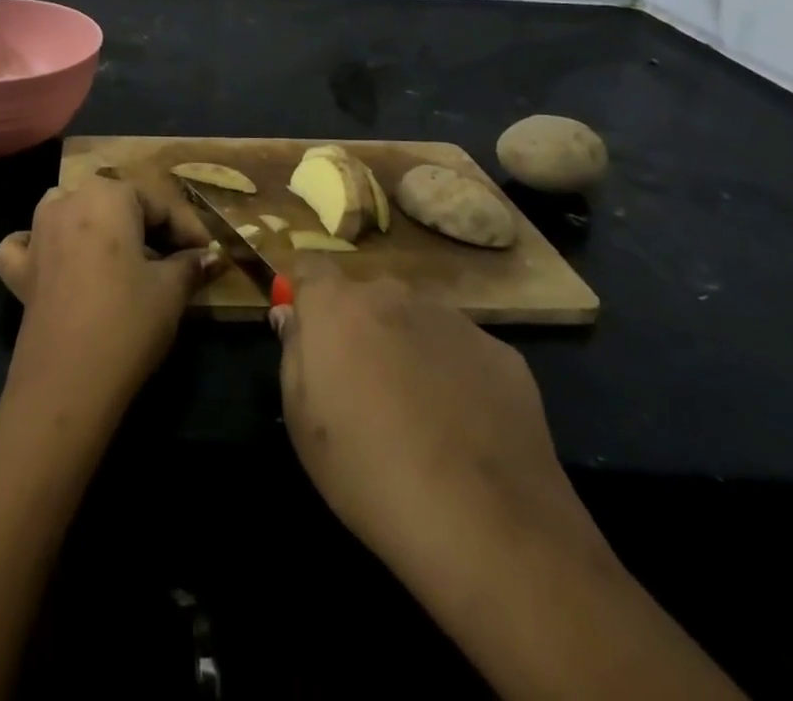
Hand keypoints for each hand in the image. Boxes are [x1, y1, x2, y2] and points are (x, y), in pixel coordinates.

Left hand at [0, 174, 218, 413]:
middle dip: (145, 226)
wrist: (69, 380)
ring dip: (94, 226)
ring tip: (122, 257)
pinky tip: (55, 262)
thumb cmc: (127, 321)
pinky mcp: (18, 269)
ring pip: (68, 211)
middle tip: (174, 260)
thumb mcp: (171, 290)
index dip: (187, 230)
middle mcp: (67, 201)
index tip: (207, 254)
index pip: (158, 204)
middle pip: (114, 203)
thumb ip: (190, 265)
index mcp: (108, 195)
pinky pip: (27, 245)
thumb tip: (210, 257)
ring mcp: (37, 233)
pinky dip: (40, 247)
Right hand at [272, 259, 607, 598]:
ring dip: (408, 348)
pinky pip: (461, 352)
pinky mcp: (500, 353)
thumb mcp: (302, 420)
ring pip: (416, 321)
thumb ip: (293, 353)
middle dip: (360, 327)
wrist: (486, 524)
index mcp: (337, 305)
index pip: (310, 268)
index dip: (305, 296)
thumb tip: (292, 316)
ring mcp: (452, 320)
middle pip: (366, 297)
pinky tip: (463, 429)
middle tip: (364, 386)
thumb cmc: (369, 471)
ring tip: (419, 414)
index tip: (308, 333)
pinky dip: (455, 375)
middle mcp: (393, 295)